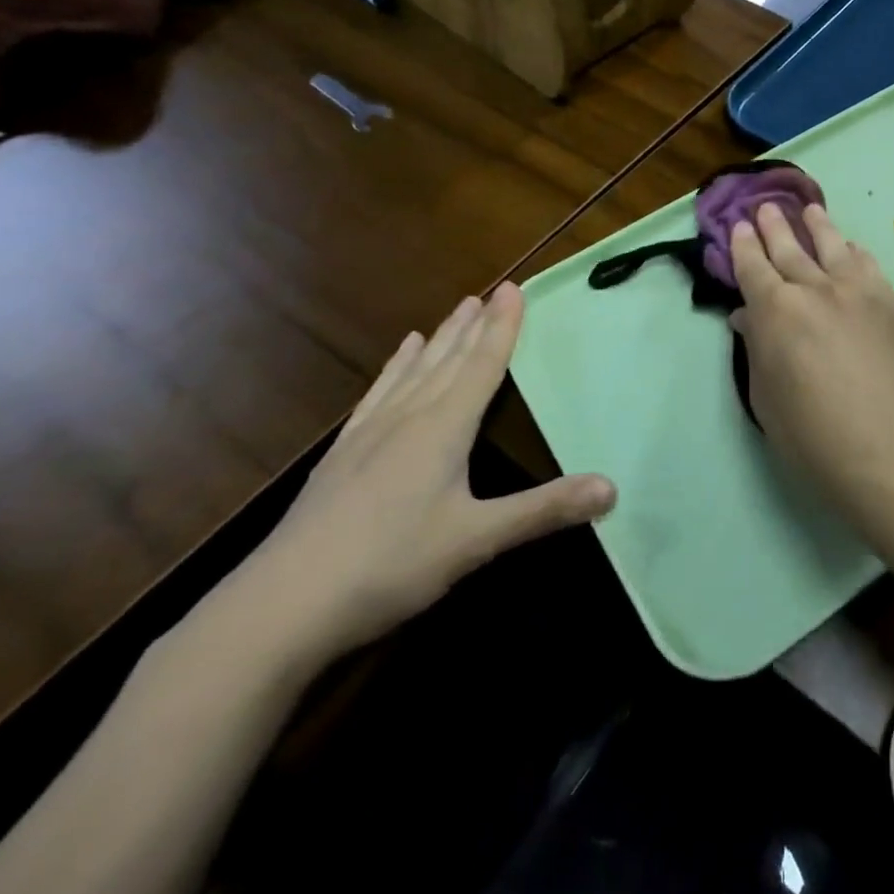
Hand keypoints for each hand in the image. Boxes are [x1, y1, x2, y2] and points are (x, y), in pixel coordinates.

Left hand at [239, 285, 614, 660]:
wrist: (281, 605)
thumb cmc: (391, 565)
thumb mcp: (476, 540)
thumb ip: (544, 510)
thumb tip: (612, 488)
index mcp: (442, 428)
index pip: (481, 366)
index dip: (502, 328)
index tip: (513, 288)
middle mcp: (407, 418)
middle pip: (448, 360)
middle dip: (473, 325)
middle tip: (491, 291)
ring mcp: (369, 434)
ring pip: (413, 371)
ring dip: (439, 339)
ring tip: (454, 311)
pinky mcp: (342, 455)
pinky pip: (378, 394)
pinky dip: (394, 369)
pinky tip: (397, 359)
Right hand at [729, 202, 893, 534]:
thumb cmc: (816, 437)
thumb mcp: (768, 400)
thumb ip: (757, 350)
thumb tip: (749, 318)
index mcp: (776, 312)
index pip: (753, 267)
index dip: (743, 245)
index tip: (739, 225)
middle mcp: (817, 289)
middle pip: (791, 249)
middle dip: (775, 226)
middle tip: (766, 207)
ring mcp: (861, 292)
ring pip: (835, 247)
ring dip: (819, 227)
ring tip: (811, 210)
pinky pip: (871, 266)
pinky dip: (856, 252)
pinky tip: (853, 248)